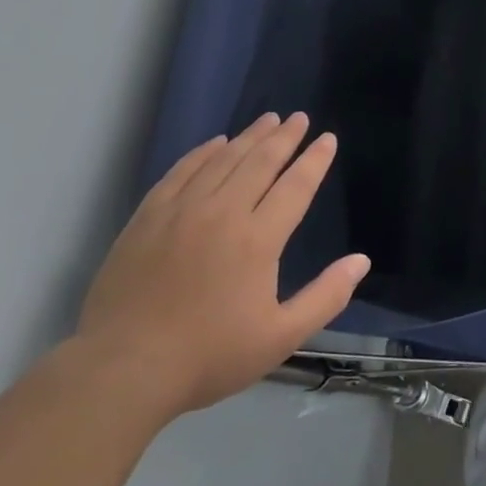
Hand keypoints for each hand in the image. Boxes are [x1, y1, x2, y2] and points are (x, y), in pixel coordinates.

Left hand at [72, 112, 368, 420]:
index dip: (314, 160)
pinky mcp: (148, 217)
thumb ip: (326, 297)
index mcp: (258, 239)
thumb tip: (361, 261)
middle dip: (284, 137)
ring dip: (248, 137)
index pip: (295, 186)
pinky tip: (214, 143)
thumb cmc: (208, 355)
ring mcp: (181, 211)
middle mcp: (222, 213)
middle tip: (299, 117)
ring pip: (222, 160)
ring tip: (267, 120)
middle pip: (260, 162)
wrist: (123, 368)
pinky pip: (182, 171)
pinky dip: (202, 153)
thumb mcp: (280, 337)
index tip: (327, 138)